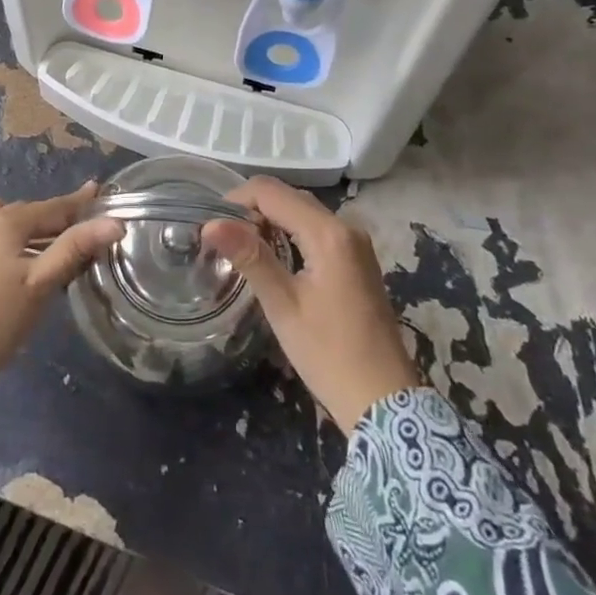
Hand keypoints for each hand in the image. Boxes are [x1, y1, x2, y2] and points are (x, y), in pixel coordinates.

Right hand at [203, 177, 422, 434]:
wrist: (385, 401)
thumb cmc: (329, 354)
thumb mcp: (283, 305)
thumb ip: (249, 257)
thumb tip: (211, 223)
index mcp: (328, 233)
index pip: (272, 192)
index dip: (237, 199)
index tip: (212, 225)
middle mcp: (346, 227)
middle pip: (290, 197)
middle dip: (254, 209)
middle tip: (225, 239)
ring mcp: (356, 244)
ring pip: (304, 212)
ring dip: (272, 220)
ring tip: (243, 248)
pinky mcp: (358, 260)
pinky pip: (318, 230)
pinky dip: (292, 233)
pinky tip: (274, 257)